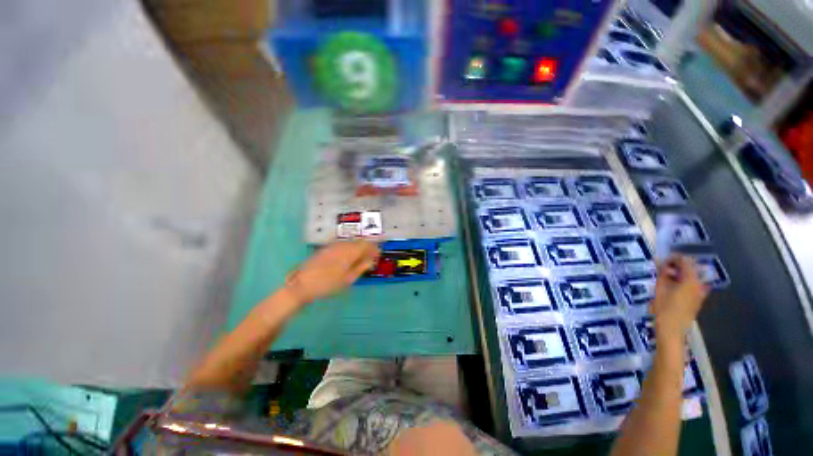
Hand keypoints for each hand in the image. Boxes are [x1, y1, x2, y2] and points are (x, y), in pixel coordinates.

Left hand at [285, 241, 379, 303]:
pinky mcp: (326, 248)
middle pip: (359, 242)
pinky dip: (349, 250)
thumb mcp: (348, 279)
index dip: (374, 249)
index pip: (367, 245)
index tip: (378, 255)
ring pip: (351, 243)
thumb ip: (361, 267)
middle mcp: (342, 245)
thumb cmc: (327, 284)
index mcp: (349, 251)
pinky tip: (348, 258)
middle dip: (367, 248)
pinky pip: (343, 245)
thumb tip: (371, 260)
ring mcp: (333, 245)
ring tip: (361, 259)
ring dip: (358, 249)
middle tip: (371, 259)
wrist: (302, 285)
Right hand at [650, 255, 709, 340]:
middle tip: (661, 268)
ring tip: (664, 277)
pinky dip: (682, 281)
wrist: (672, 331)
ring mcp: (700, 293)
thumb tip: (661, 261)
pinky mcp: (697, 300)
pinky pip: (691, 285)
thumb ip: (662, 273)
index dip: (673, 257)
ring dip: (678, 274)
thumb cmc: (664, 309)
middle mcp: (699, 285)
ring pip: (691, 277)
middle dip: (676, 265)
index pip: (685, 261)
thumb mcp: (659, 288)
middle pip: (690, 268)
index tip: (661, 259)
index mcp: (691, 280)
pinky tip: (670, 286)